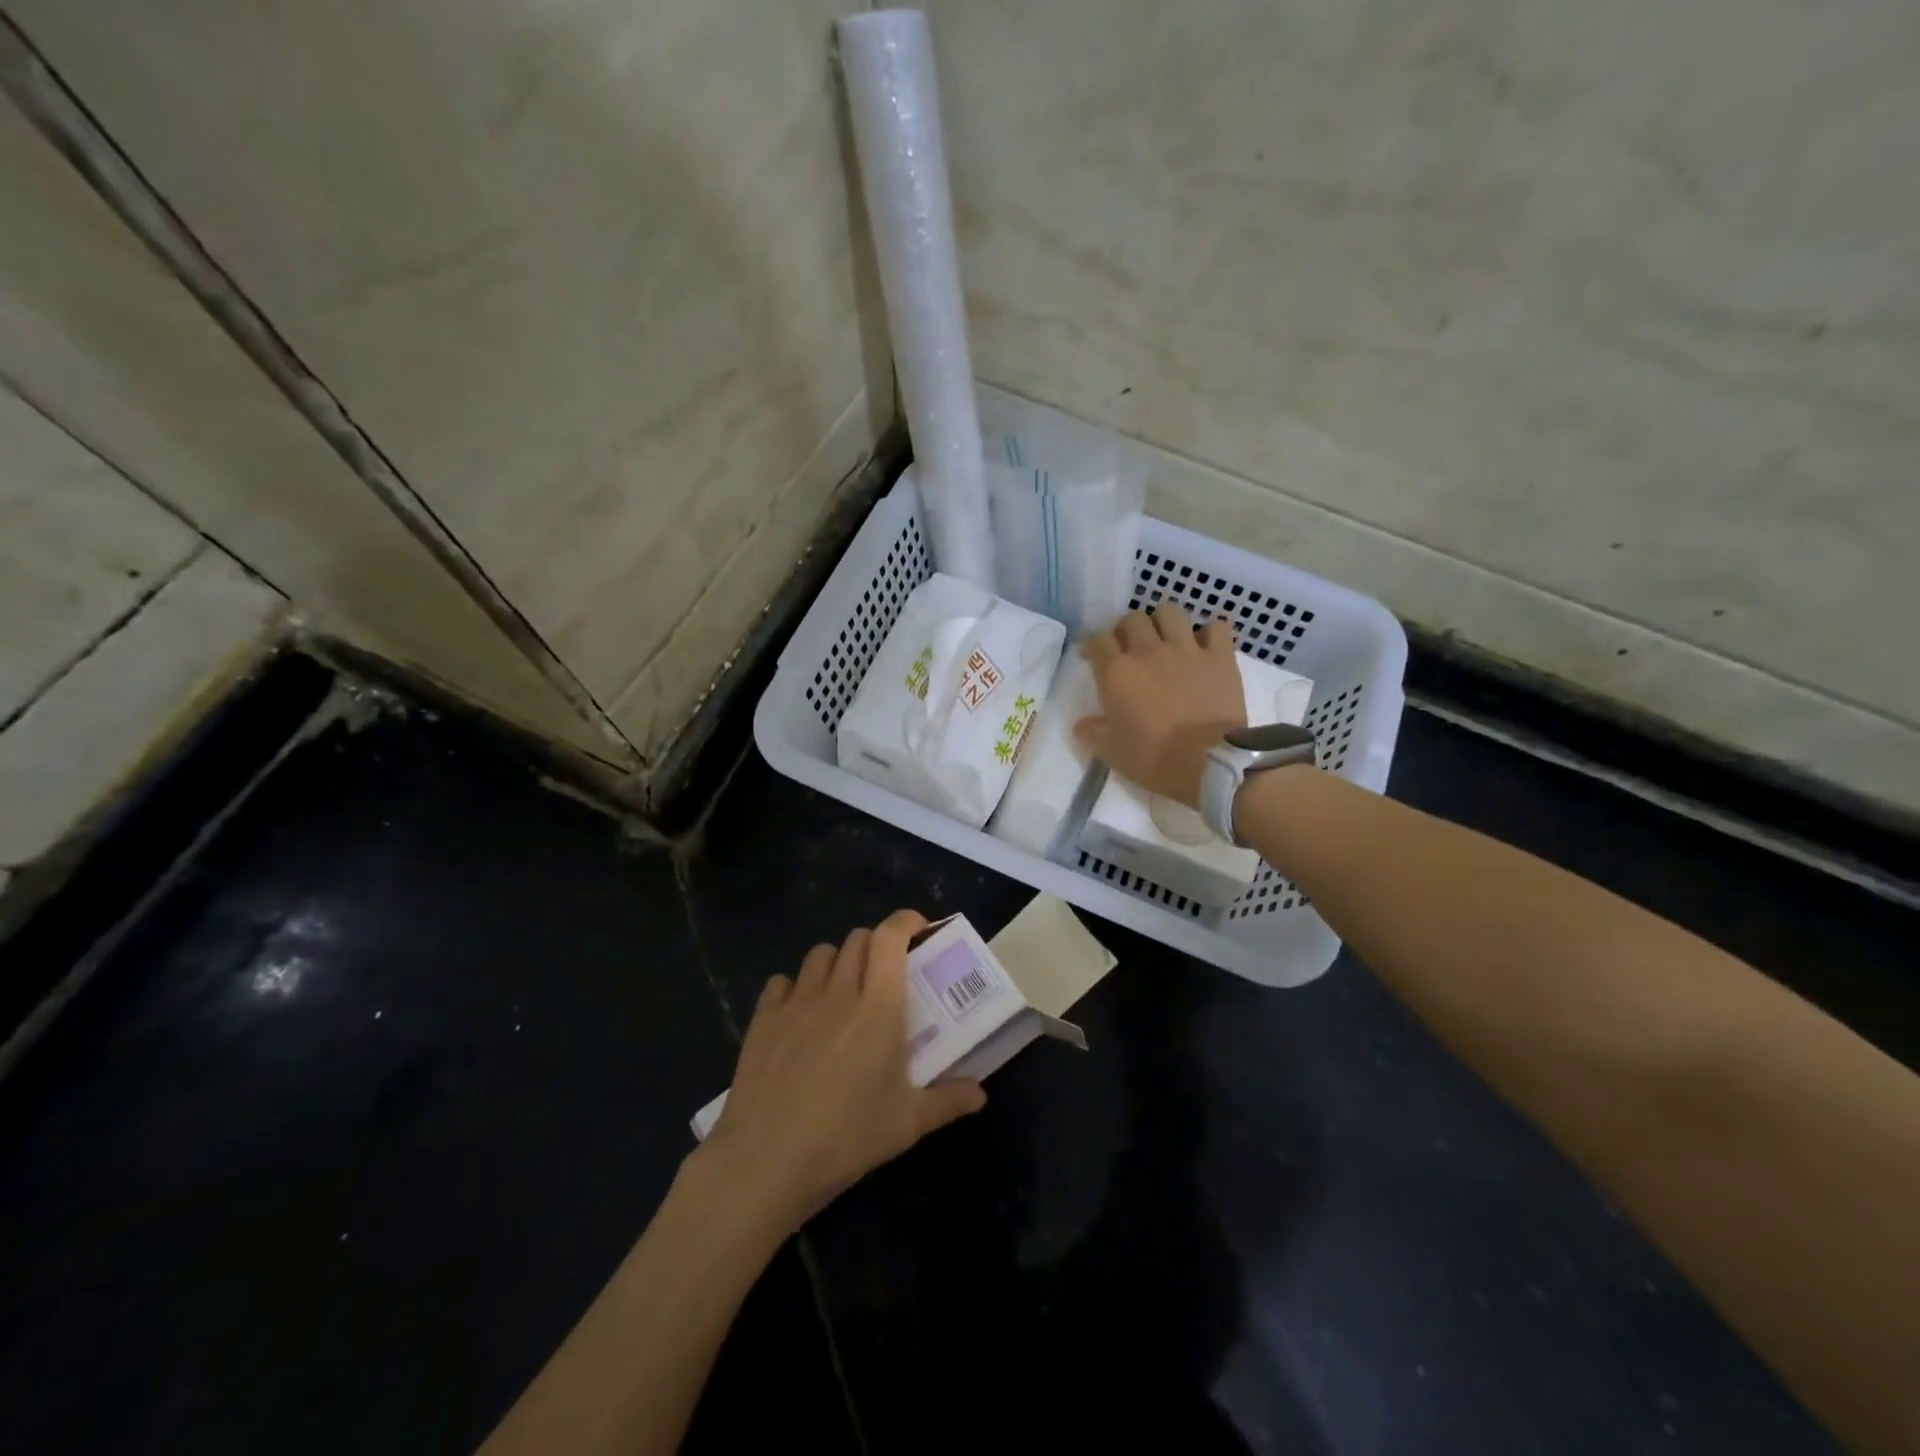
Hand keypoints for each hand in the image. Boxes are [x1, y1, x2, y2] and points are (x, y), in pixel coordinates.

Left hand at [697, 910, 986, 1233]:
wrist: (765, 1161)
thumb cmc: (846, 1137)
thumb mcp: (907, 1124)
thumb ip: (948, 1101)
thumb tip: (980, 1094)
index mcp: (878, 1005)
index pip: (890, 937)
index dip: (905, 922)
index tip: (918, 930)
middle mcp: (838, 991)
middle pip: (857, 939)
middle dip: (876, 945)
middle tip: (886, 975)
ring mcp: (796, 1002)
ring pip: (820, 954)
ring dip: (838, 962)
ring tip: (844, 992)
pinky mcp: (763, 1019)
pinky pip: (782, 982)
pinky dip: (796, 987)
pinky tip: (800, 1015)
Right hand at [1075, 603, 1243, 808]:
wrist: (1208, 764)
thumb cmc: (1153, 759)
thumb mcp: (1111, 752)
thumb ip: (1092, 732)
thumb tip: (1082, 724)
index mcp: (1117, 673)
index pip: (1097, 640)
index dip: (1092, 645)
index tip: (1093, 657)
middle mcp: (1148, 652)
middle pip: (1132, 619)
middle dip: (1127, 630)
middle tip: (1130, 648)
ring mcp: (1187, 650)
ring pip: (1171, 613)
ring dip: (1164, 622)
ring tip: (1166, 639)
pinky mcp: (1220, 657)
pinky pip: (1217, 627)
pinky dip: (1211, 633)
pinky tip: (1207, 645)